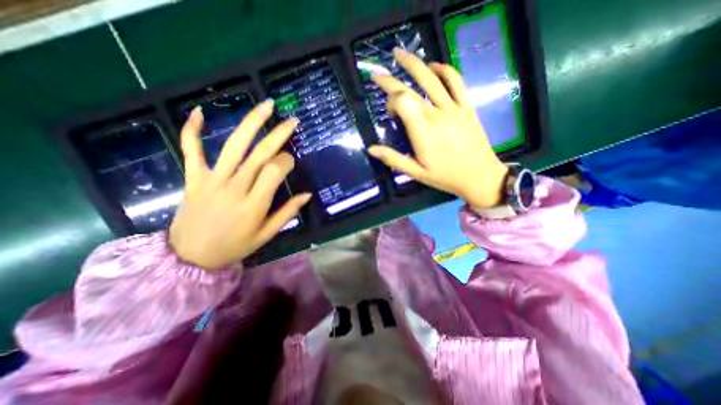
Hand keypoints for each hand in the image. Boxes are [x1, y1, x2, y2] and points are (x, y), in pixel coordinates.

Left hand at [171, 99, 312, 271]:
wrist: (190, 257)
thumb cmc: (234, 246)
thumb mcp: (266, 234)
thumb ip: (288, 213)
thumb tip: (307, 195)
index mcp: (255, 203)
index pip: (275, 170)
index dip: (287, 160)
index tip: (291, 160)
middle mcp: (235, 187)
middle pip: (259, 153)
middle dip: (278, 134)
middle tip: (292, 121)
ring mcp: (212, 180)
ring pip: (233, 146)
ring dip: (251, 123)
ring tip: (266, 106)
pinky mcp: (193, 178)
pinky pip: (191, 150)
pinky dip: (192, 130)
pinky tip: (199, 112)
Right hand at [369, 48, 509, 208]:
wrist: (479, 176)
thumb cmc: (445, 176)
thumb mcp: (416, 172)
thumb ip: (393, 159)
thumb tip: (371, 148)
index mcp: (422, 130)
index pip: (402, 101)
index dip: (390, 100)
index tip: (388, 110)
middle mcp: (436, 114)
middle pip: (411, 88)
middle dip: (392, 79)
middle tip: (378, 73)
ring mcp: (453, 107)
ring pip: (432, 78)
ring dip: (415, 64)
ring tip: (400, 55)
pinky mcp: (466, 107)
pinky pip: (456, 82)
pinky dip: (445, 70)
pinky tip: (434, 66)